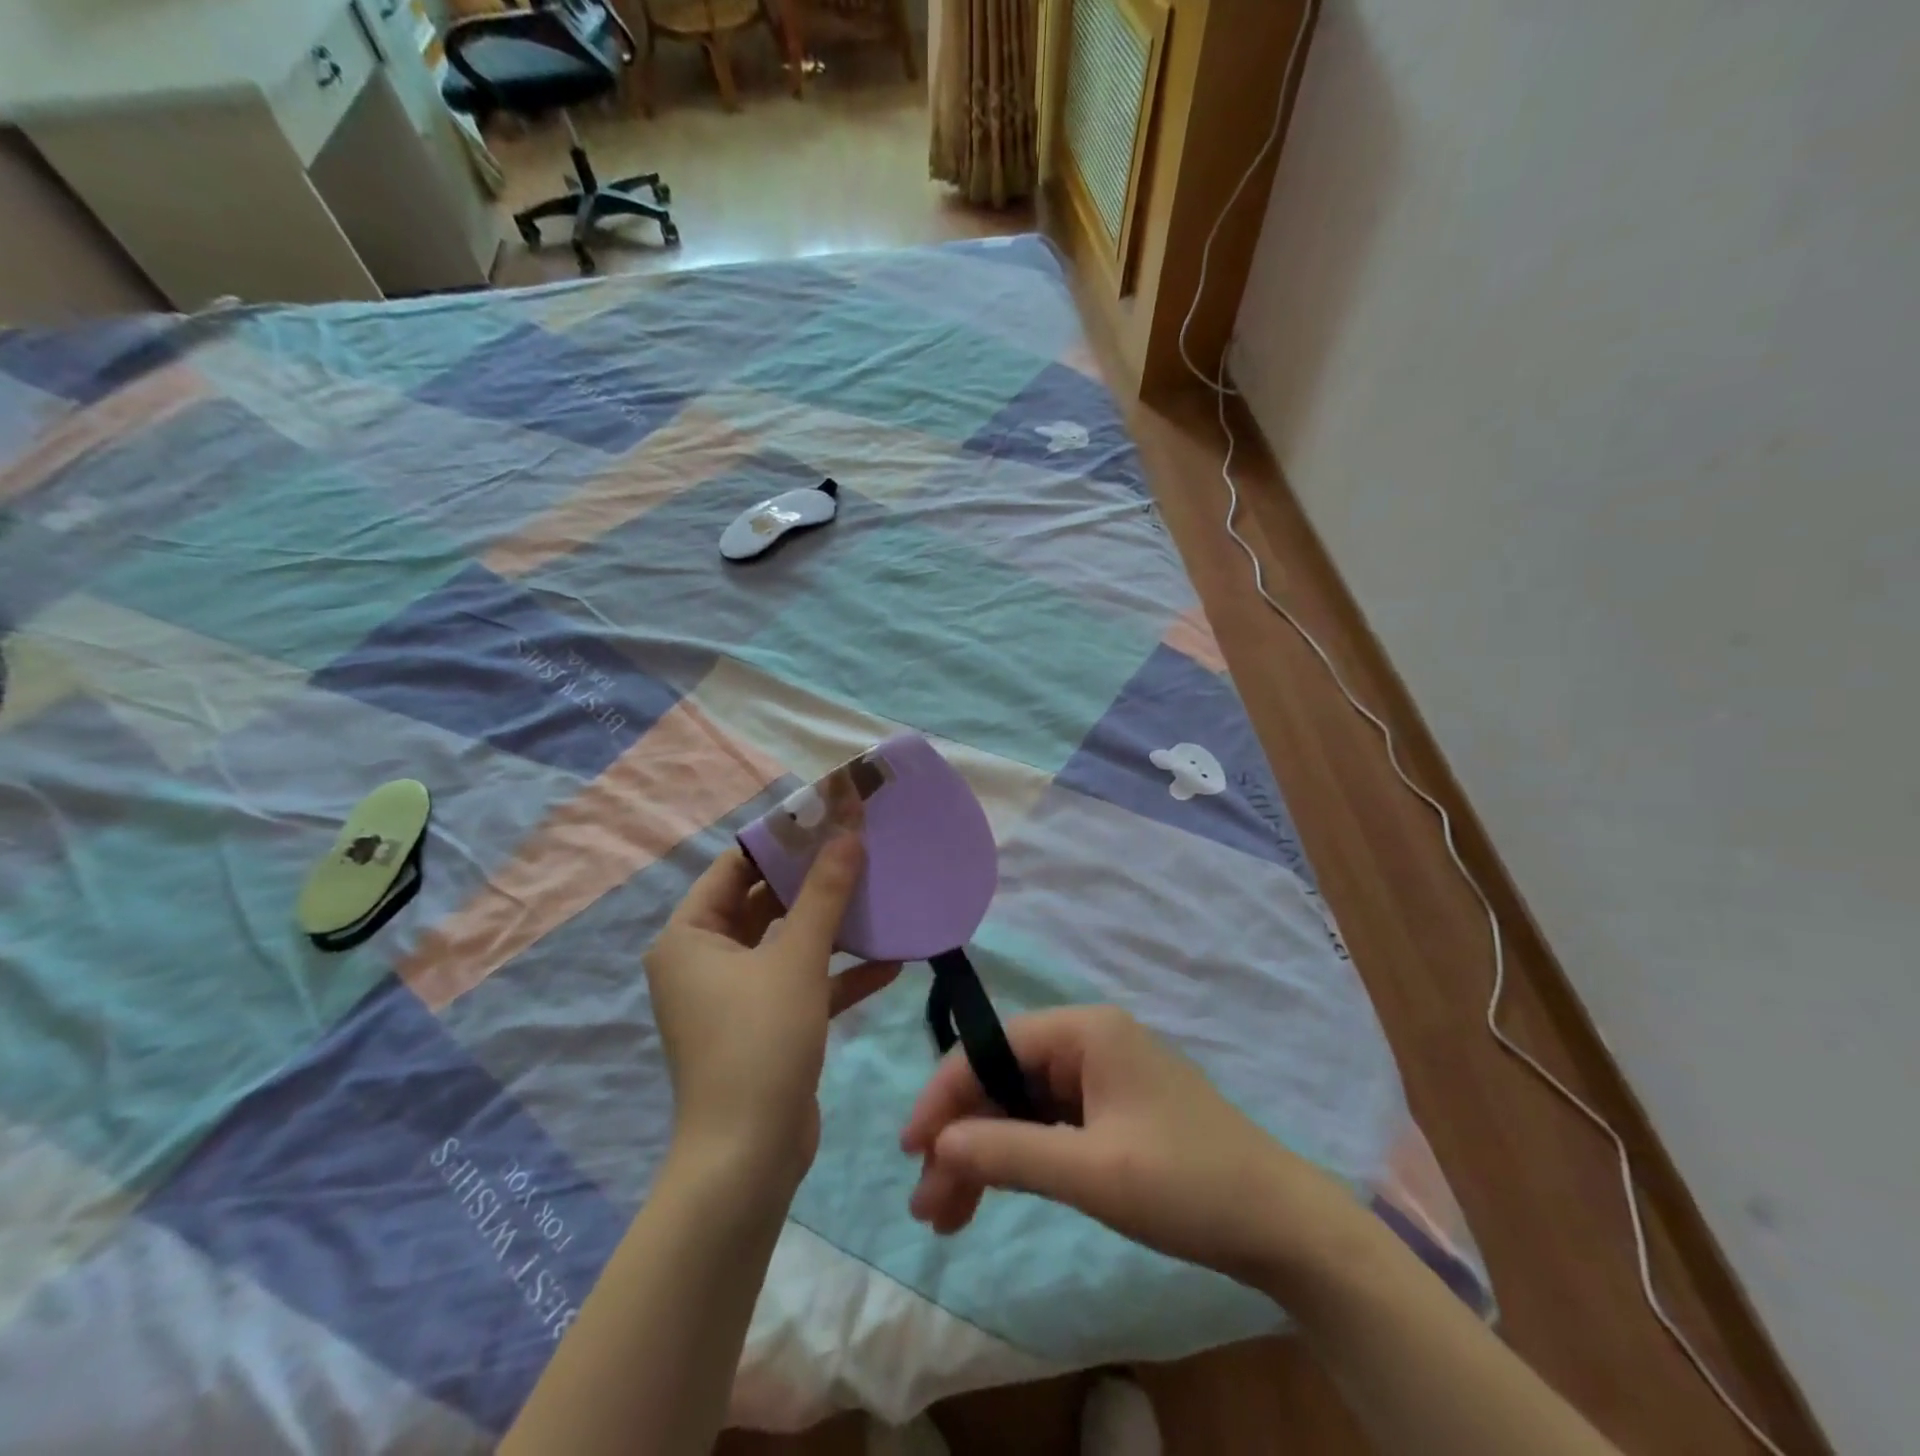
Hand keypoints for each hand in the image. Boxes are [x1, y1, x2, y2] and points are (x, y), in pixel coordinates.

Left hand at [646, 837, 899, 1190]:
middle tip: (860, 849)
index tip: (826, 817)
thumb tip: (848, 832)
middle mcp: (705, 961)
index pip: (734, 867)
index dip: (780, 840)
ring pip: (787, 944)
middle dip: (813, 881)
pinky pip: (802, 984)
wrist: (749, 1158)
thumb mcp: (797, 959)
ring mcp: (735, 996)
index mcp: (690, 937)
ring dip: (832, 927)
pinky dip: (839, 974)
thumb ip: (824, 893)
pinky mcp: (765, 1026)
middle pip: (763, 903)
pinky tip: (890, 962)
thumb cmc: (760, 1042)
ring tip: (880, 896)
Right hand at [901, 1007, 1364, 1283]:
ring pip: (1021, 1106)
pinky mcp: (1111, 1112)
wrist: (1281, 1225)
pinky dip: (1018, 1159)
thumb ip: (1010, 1152)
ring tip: (947, 1217)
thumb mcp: (1092, 1172)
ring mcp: (1101, 1077)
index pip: (993, 1047)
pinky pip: (1048, 1125)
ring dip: (984, 1154)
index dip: (946, 1094)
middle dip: (963, 1136)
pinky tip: (991, 1194)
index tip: (912, 1150)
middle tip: (928, 1203)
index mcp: (1086, 1032)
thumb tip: (939, 1146)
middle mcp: (1088, 1043)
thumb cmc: (1187, 1185)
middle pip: (1004, 1078)